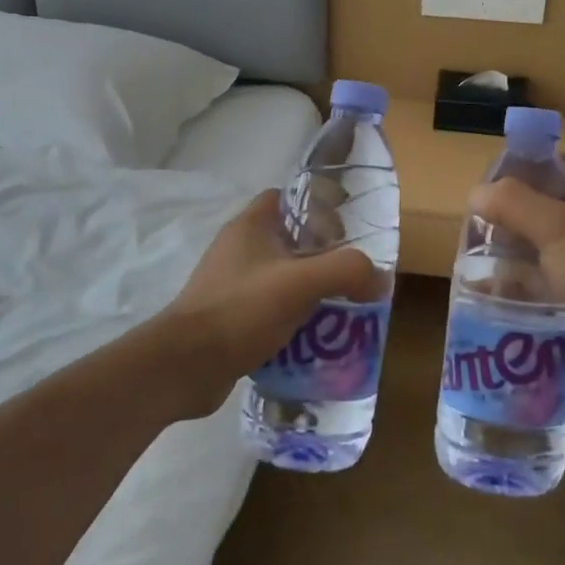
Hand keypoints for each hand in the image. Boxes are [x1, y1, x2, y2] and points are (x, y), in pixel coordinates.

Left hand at [144, 190, 378, 417]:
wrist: (185, 366)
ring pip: (279, 278)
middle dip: (320, 257)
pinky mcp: (226, 318)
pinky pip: (267, 310)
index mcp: (250, 226)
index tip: (343, 233)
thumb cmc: (242, 309)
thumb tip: (380, 278)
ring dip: (307, 292)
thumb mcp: (302, 283)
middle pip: (288, 240)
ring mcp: (229, 284)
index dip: (315, 209)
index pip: (286, 198)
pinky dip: (290, 320)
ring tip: (338, 311)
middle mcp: (237, 249)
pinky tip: (311, 339)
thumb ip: (346, 271)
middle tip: (349, 278)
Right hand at [468, 154, 564, 379]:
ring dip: (509, 244)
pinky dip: (516, 277)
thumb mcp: (552, 224)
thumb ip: (511, 202)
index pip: (561, 163)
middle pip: (546, 202)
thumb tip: (476, 194)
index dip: (528, 164)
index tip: (494, 177)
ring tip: (473, 248)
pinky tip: (485, 282)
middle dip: (510, 209)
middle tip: (477, 216)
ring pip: (540, 240)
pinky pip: (540, 274)